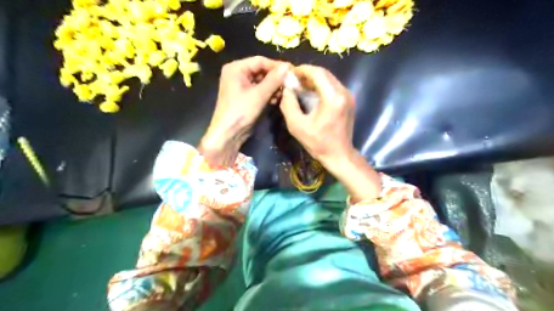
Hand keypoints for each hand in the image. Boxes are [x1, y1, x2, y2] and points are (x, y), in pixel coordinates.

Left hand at [202, 56, 291, 166]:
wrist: (228, 134)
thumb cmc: (241, 111)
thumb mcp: (259, 95)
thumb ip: (273, 80)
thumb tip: (287, 67)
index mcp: (236, 68)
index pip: (260, 61)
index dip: (276, 65)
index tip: (292, 70)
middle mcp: (237, 74)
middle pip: (261, 70)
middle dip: (276, 77)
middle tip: (291, 82)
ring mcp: (241, 86)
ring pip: (262, 81)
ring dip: (274, 86)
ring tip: (285, 92)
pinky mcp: (245, 97)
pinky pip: (259, 90)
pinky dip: (269, 93)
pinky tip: (278, 98)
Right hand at [282, 66, 381, 201]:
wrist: (339, 155)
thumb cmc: (318, 143)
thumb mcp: (297, 126)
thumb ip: (288, 105)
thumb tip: (286, 89)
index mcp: (332, 97)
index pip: (317, 73)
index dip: (302, 70)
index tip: (290, 73)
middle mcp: (343, 92)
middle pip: (324, 73)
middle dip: (308, 74)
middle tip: (294, 80)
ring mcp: (348, 96)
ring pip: (329, 79)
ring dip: (315, 79)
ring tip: (301, 86)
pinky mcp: (349, 101)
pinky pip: (334, 86)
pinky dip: (322, 86)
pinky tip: (312, 93)